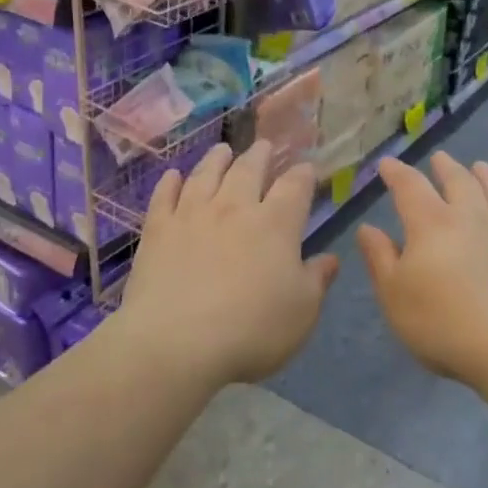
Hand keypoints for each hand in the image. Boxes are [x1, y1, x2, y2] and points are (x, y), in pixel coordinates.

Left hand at [113, 140, 339, 387]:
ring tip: (223, 149)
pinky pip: (164, 196)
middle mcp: (234, 208)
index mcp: (275, 224)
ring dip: (217, 159)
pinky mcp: (157, 230)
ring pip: (206, 175)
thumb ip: (316, 280)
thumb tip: (329, 258)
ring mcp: (191, 215)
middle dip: (260, 155)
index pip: (295, 187)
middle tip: (264, 145)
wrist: (176, 342)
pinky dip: (170, 183)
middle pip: (249, 170)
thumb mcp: (302, 312)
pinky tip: (173, 176)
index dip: (304, 174)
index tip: (308, 168)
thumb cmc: (251, 330)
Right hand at [356, 152, 487, 386]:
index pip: (409, 186)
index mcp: (431, 223)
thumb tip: (367, 228)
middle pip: (459, 181)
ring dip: (486, 177)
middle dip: (445, 167)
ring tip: (481, 166)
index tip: (387, 164)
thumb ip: (380, 258)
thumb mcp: (394, 295)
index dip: (396, 172)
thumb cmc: (442, 324)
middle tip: (439, 159)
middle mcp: (471, 216)